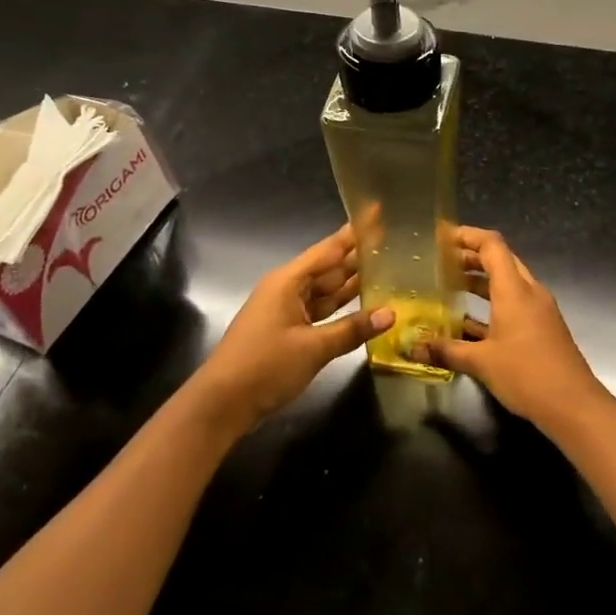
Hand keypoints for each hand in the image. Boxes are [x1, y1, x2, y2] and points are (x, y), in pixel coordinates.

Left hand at [194, 224, 393, 431]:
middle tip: (392, 240)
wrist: (223, 403)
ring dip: (353, 281)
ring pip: (326, 289)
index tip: (376, 211)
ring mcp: (287, 309)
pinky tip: (365, 303)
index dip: (354, 232)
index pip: (329, 249)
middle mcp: (288, 289)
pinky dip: (342, 306)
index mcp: (289, 281)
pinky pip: (321, 310)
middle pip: (329, 267)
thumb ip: (352, 329)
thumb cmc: (264, 366)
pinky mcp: (288, 330)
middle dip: (358, 255)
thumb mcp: (313, 348)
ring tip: (387, 266)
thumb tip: (390, 314)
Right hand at [424, 227, 603, 428]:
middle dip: (470, 258)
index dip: (467, 236)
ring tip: (449, 287)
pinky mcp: (542, 328)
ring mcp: (539, 310)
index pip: (492, 245)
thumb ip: (447, 351)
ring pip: (508, 283)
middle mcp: (529, 292)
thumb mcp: (481, 363)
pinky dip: (492, 305)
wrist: (574, 405)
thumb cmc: (527, 375)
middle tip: (440, 263)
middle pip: (501, 260)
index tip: (441, 238)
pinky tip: (469, 322)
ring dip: (481, 281)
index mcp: (514, 290)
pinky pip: (514, 304)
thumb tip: (414, 348)